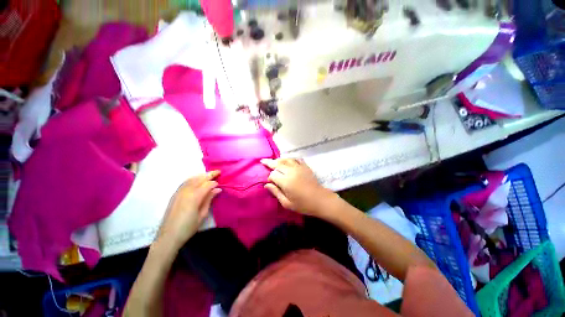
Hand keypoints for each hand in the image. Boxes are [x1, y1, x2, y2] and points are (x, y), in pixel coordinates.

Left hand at [156, 171, 220, 250]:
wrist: (168, 236)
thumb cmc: (188, 228)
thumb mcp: (202, 215)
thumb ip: (209, 199)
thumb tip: (217, 189)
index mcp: (194, 197)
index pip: (207, 184)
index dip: (215, 183)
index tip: (220, 184)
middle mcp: (186, 191)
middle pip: (199, 178)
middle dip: (209, 174)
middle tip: (218, 172)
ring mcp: (179, 192)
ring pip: (192, 179)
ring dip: (201, 175)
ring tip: (209, 174)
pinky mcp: (174, 195)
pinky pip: (185, 182)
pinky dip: (193, 178)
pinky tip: (197, 180)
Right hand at [261, 158, 336, 216]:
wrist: (320, 200)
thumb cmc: (303, 204)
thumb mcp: (287, 203)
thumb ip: (276, 192)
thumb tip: (266, 185)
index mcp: (286, 181)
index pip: (273, 174)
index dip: (269, 177)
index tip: (270, 182)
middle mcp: (291, 171)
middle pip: (278, 164)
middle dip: (269, 163)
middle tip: (263, 161)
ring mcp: (299, 167)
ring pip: (286, 159)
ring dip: (279, 159)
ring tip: (274, 161)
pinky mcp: (305, 167)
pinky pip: (296, 159)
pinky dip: (290, 159)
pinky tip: (288, 161)